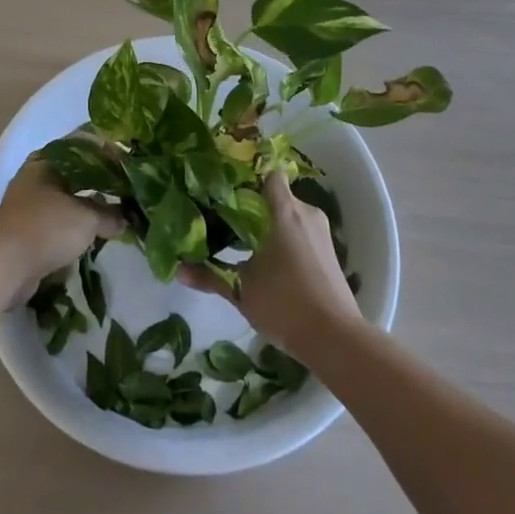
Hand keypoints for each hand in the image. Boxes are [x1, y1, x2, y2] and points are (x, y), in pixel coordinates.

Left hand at [0, 158, 122, 304]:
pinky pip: (59, 224)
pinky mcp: (27, 233)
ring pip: (67, 200)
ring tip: (116, 214)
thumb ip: (110, 214)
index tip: (129, 163)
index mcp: (46, 161)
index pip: (82, 147)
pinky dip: (76, 229)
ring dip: (88, 208)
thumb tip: (128, 217)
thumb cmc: (46, 228)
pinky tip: (95, 235)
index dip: (107, 153)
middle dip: (100, 183)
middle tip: (126, 189)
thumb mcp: (86, 218)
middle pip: (75, 175)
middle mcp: (35, 178)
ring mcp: (29, 206)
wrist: (3, 267)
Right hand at [177, 172, 362, 357]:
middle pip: (279, 196)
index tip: (229, 187)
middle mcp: (307, 214)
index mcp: (285, 211)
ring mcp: (322, 234)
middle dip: (257, 206)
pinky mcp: (330, 253)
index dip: (250, 176)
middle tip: (230, 218)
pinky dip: (287, 241)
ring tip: (247, 241)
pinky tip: (272, 261)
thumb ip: (210, 277)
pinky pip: (303, 234)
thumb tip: (178, 271)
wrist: (335, 338)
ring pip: (292, 217)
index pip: (270, 174)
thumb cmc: (285, 303)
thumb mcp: (242, 290)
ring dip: (273, 226)